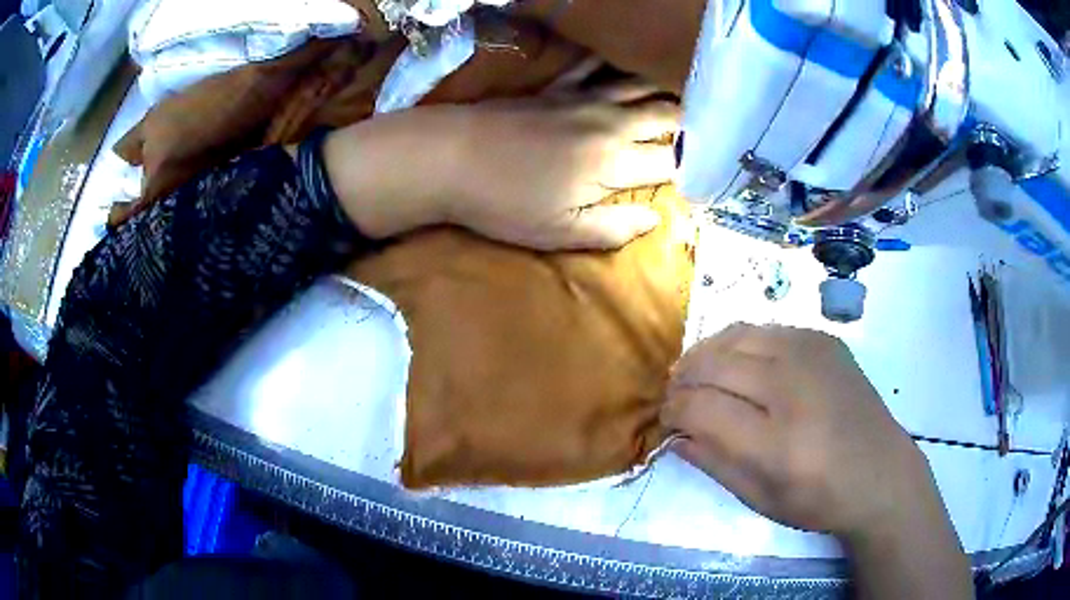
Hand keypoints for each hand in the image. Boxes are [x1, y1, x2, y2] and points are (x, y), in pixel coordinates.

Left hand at [321, 96, 677, 249]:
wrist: (450, 158)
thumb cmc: (504, 204)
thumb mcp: (560, 233)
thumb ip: (615, 227)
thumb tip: (657, 219)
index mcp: (615, 163)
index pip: (673, 161)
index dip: (697, 166)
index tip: (712, 171)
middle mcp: (610, 123)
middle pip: (665, 116)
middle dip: (692, 123)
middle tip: (710, 130)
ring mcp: (582, 99)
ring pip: (638, 88)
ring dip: (664, 92)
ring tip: (686, 96)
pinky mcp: (556, 90)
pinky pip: (594, 70)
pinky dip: (615, 67)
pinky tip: (624, 65)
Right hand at [660, 323, 936, 538]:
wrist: (881, 473)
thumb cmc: (819, 499)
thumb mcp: (759, 499)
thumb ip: (713, 463)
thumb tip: (674, 435)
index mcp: (776, 441)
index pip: (700, 408)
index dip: (672, 411)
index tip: (667, 420)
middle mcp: (793, 385)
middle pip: (713, 364)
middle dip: (683, 379)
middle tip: (676, 396)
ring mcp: (811, 354)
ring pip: (736, 336)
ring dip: (706, 354)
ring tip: (698, 374)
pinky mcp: (824, 340)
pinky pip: (765, 330)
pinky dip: (740, 344)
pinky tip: (740, 365)